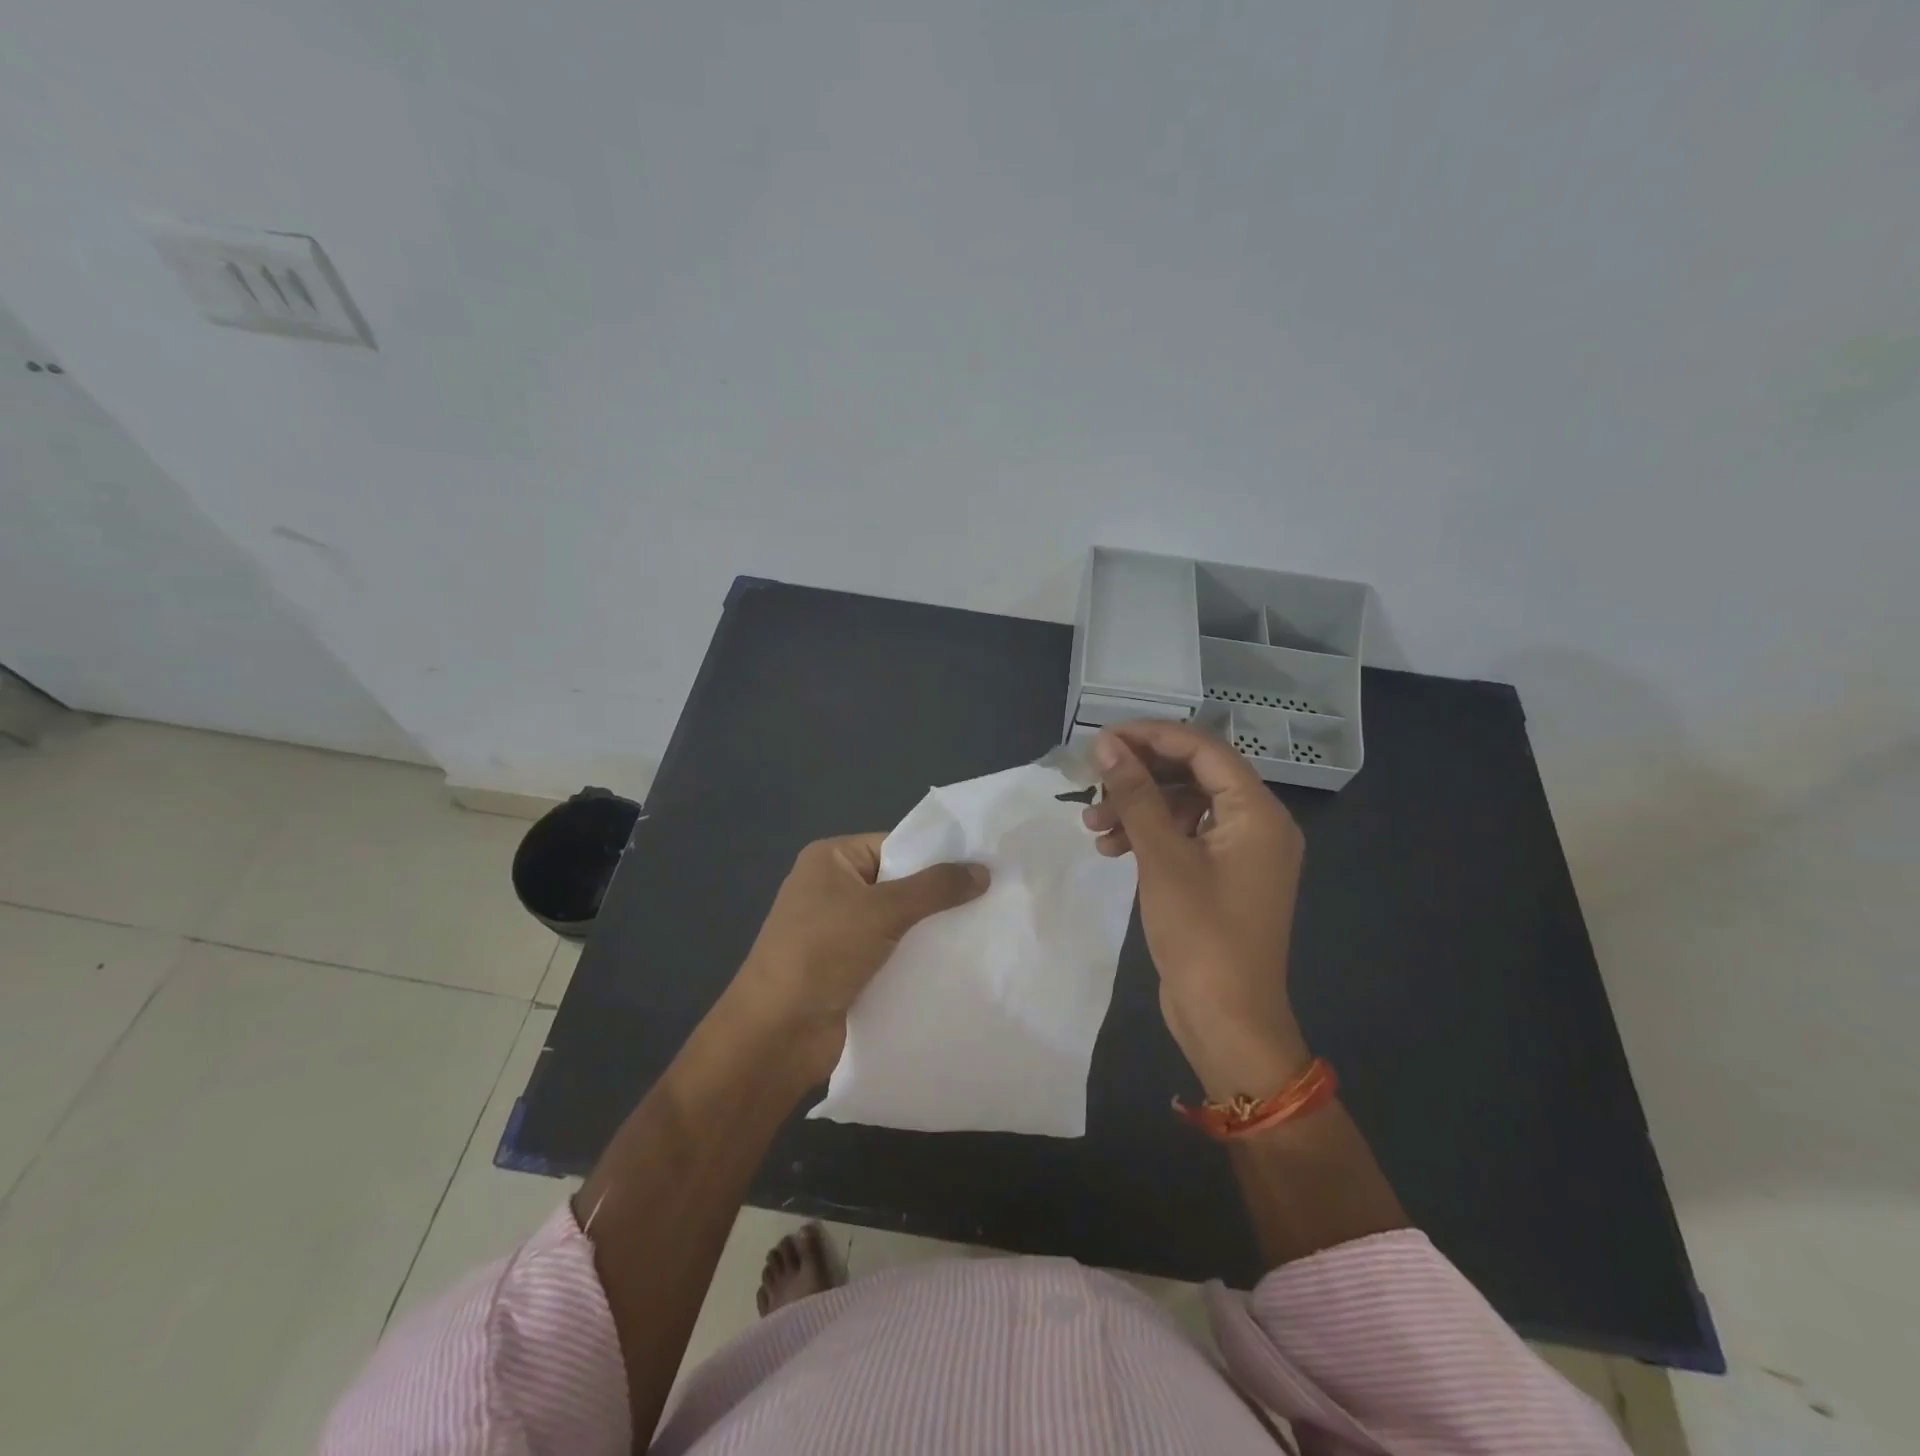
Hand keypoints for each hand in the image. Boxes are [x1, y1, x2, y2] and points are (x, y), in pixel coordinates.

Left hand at [732, 833, 988, 1081]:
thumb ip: (935, 888)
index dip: (937, 856)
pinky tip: (957, 963)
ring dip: (931, 931)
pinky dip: (918, 959)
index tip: (984, 866)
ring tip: (984, 931)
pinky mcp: (847, 970)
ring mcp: (838, 933)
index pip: (895, 846)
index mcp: (830, 860)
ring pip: (899, 923)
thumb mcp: (883, 909)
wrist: (777, 1033)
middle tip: (991, 900)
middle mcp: (832, 890)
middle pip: (899, 884)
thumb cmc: (822, 952)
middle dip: (939, 896)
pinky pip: (892, 954)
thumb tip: (984, 870)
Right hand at [1083, 721, 1311, 1098]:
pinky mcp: (1223, 876)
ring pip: (1185, 806)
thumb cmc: (1201, 935)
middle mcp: (1258, 824)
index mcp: (1258, 812)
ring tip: (1092, 824)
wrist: (1228, 1021)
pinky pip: (1185, 836)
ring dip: (1138, 808)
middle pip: (1194, 774)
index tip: (1103, 739)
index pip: (1204, 749)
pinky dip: (1149, 836)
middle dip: (1140, 776)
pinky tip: (1111, 849)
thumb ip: (1136, 795)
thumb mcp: (1162, 858)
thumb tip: (1107, 746)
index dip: (1151, 736)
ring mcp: (1241, 852)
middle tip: (1093, 780)